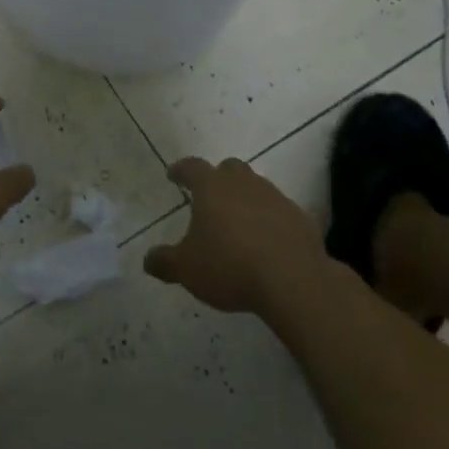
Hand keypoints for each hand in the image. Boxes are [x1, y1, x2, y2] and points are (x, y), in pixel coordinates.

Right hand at [145, 157, 324, 314]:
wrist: (292, 280)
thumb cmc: (230, 265)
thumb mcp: (187, 269)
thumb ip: (165, 262)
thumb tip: (148, 260)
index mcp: (212, 187)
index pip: (192, 168)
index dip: (180, 170)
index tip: (173, 175)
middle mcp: (244, 183)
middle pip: (229, 169)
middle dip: (218, 178)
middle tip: (210, 197)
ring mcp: (276, 198)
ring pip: (257, 187)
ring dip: (246, 199)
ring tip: (239, 223)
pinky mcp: (300, 218)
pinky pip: (280, 212)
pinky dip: (271, 221)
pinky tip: (267, 242)